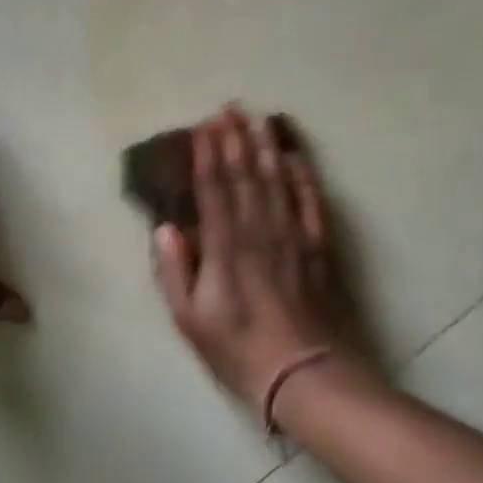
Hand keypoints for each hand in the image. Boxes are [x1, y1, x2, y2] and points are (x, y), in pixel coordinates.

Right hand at [153, 107, 344, 412]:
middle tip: (229, 108)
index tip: (203, 126)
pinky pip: (310, 203)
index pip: (214, 188)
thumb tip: (165, 227)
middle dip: (235, 139)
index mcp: (224, 246)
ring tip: (259, 119)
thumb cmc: (239, 350)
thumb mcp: (190, 320)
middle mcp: (258, 231)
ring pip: (277, 181)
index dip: (207, 155)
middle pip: (245, 175)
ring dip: (266, 147)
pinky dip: (303, 177)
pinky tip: (296, 158)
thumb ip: (175, 271)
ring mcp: (292, 236)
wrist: (304, 374)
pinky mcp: (318, 247)